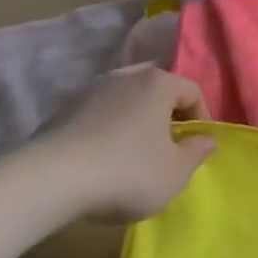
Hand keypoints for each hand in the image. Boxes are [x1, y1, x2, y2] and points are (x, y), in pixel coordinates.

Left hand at [30, 65, 215, 221]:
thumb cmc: (126, 172)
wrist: (50, 181)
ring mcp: (91, 90)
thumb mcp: (174, 173)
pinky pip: (98, 114)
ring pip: (125, 98)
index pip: (192, 91)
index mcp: (158, 83)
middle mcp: (126, 76)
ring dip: (135, 119)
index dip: (202, 118)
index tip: (198, 146)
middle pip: (157, 88)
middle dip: (166, 112)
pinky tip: (102, 158)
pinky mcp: (63, 110)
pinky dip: (107, 129)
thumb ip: (196, 152)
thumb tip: (207, 138)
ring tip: (134, 151)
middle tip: (168, 143)